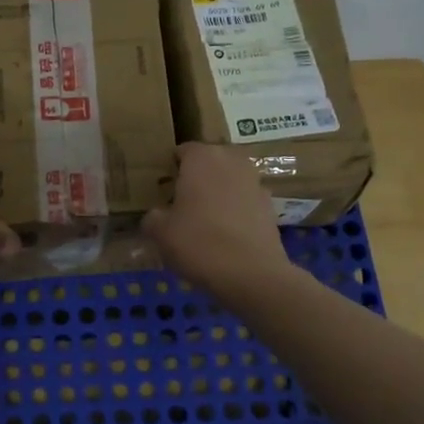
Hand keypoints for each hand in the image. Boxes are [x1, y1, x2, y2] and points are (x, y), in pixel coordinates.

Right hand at [142, 143, 292, 296]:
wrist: (251, 273)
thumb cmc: (198, 243)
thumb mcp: (159, 232)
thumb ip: (153, 216)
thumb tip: (157, 215)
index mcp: (202, 158)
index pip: (183, 150)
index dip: (171, 168)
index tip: (162, 188)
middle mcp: (232, 161)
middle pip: (210, 162)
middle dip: (196, 177)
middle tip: (181, 202)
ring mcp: (255, 182)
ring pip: (229, 180)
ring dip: (218, 192)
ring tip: (203, 219)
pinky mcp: (270, 206)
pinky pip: (244, 201)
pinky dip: (235, 211)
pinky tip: (225, 235)